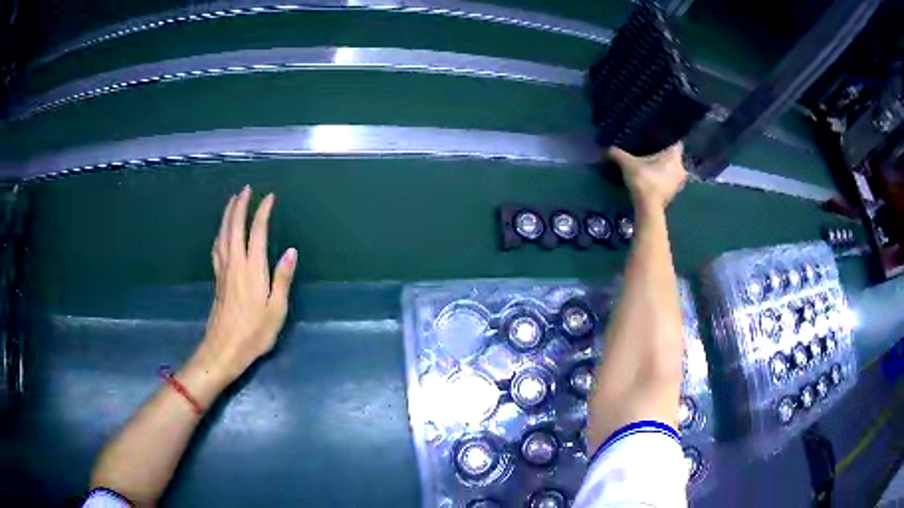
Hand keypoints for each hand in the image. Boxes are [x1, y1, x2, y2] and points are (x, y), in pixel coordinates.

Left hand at [193, 186, 297, 383]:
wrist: (224, 349)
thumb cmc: (254, 332)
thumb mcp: (276, 309)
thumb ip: (282, 278)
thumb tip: (291, 251)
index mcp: (252, 269)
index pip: (257, 232)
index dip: (262, 211)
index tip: (269, 197)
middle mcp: (235, 263)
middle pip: (234, 226)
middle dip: (239, 205)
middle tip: (245, 189)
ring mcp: (223, 270)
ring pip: (223, 234)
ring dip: (227, 215)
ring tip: (231, 201)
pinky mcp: (217, 279)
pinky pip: (217, 247)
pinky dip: (219, 234)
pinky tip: (220, 233)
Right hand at [609, 143, 687, 210]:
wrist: (648, 208)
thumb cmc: (644, 181)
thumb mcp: (628, 164)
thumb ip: (618, 153)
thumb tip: (607, 148)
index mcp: (674, 156)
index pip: (675, 142)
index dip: (666, 138)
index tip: (656, 138)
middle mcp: (681, 167)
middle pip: (674, 156)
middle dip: (664, 154)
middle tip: (651, 149)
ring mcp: (679, 182)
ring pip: (673, 169)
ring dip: (665, 167)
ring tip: (651, 163)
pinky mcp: (674, 193)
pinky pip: (670, 180)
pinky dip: (663, 178)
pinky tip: (653, 176)